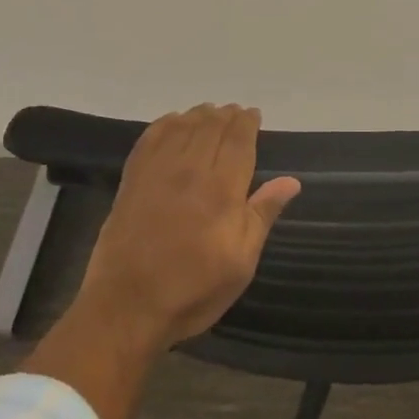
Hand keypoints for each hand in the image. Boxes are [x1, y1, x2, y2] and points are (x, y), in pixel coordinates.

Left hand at [77, 104, 301, 351]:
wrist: (126, 306)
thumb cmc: (192, 289)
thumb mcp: (240, 262)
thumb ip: (262, 214)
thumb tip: (291, 181)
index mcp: (222, 189)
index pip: (238, 140)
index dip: (247, 123)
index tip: (253, 114)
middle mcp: (190, 169)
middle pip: (211, 127)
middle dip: (226, 115)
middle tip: (235, 112)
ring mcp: (157, 171)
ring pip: (182, 126)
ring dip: (199, 115)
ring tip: (210, 113)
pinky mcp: (133, 179)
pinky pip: (151, 137)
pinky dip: (166, 123)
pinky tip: (173, 122)